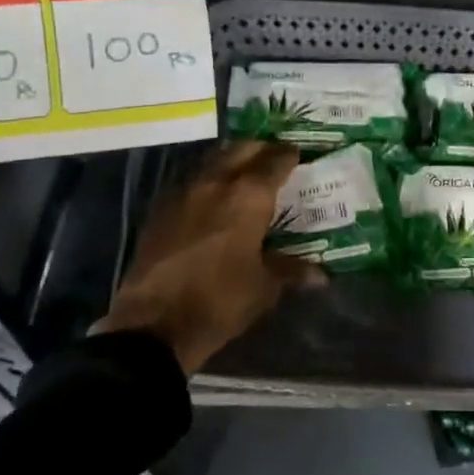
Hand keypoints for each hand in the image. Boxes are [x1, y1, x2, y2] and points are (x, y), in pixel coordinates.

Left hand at [94, 140, 323, 373]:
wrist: (153, 325)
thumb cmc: (219, 301)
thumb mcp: (264, 288)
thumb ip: (291, 271)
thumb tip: (320, 274)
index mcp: (248, 196)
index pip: (275, 160)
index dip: (290, 155)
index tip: (300, 156)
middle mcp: (216, 182)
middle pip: (241, 149)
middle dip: (260, 149)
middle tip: (273, 160)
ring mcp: (183, 192)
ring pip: (213, 161)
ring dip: (231, 161)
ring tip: (245, 176)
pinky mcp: (160, 209)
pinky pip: (191, 181)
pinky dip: (207, 181)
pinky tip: (213, 200)